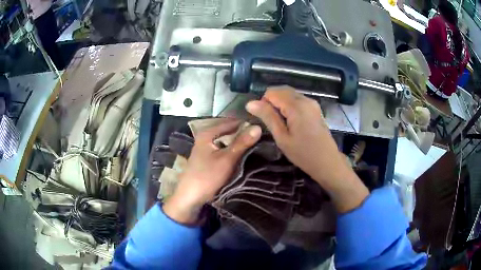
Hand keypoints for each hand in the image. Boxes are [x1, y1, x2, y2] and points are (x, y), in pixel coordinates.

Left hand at [163, 119, 261, 223]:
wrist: (190, 197)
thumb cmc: (207, 176)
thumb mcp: (227, 159)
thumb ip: (242, 142)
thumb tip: (258, 127)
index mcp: (207, 133)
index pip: (230, 122)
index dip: (245, 123)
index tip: (262, 126)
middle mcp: (204, 138)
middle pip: (227, 131)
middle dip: (242, 133)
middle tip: (260, 135)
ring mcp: (205, 149)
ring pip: (225, 141)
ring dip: (237, 142)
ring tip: (255, 144)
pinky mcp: (207, 159)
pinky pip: (223, 150)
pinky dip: (232, 151)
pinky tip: (242, 155)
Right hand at [246, 86, 368, 212]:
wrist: (328, 162)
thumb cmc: (303, 153)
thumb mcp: (282, 137)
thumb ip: (267, 117)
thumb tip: (250, 103)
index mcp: (296, 105)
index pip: (272, 92)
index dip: (263, 103)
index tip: (265, 120)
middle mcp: (305, 99)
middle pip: (281, 90)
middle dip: (271, 102)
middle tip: (271, 122)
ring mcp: (312, 103)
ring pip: (289, 94)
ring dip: (280, 103)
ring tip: (280, 123)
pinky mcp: (315, 108)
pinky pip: (297, 99)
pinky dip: (289, 105)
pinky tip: (290, 122)